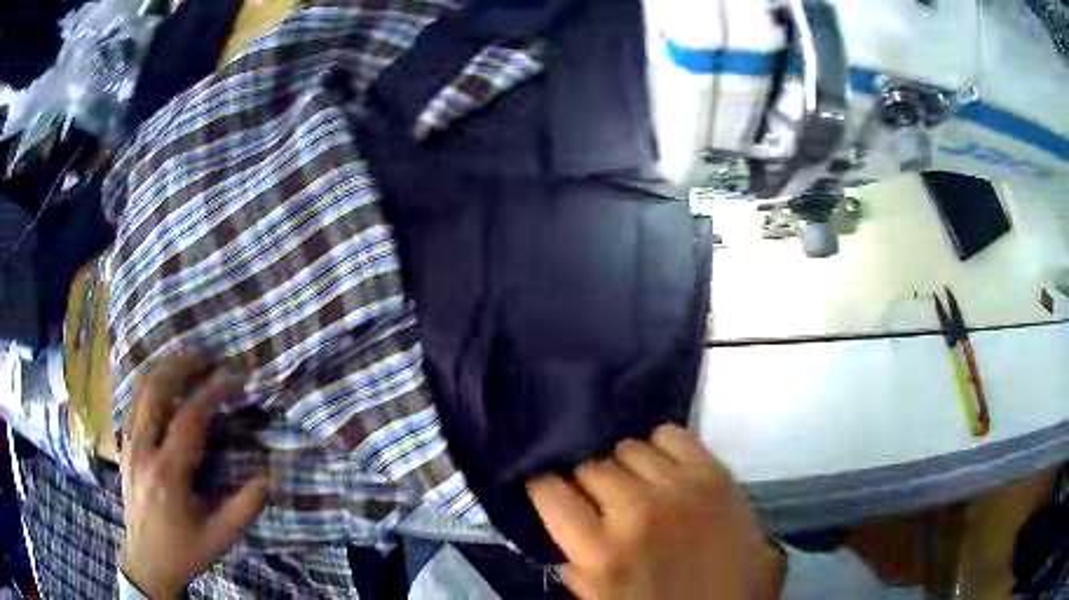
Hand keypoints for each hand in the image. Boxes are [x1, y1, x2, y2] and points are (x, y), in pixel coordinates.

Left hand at [119, 353, 269, 598]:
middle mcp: (143, 450)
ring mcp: (129, 444)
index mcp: (168, 474)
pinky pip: (132, 401)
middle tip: (206, 356)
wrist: (146, 559)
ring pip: (140, 389)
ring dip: (163, 368)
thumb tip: (266, 478)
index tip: (231, 376)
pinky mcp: (124, 445)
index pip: (188, 419)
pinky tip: (162, 382)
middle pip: (156, 390)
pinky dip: (148, 382)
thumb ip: (242, 509)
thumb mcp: (218, 539)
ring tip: (186, 360)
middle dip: (181, 365)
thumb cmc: (183, 550)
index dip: (210, 392)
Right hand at [528, 424, 783, 599]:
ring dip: (623, 466)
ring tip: (633, 484)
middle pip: (589, 464)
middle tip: (597, 496)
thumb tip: (563, 528)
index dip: (544, 487)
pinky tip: (663, 468)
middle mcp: (637, 511)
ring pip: (627, 446)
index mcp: (602, 552)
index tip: (549, 489)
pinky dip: (659, 446)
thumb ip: (575, 565)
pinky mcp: (714, 472)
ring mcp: (680, 487)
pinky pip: (670, 434)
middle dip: (585, 479)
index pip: (549, 490)